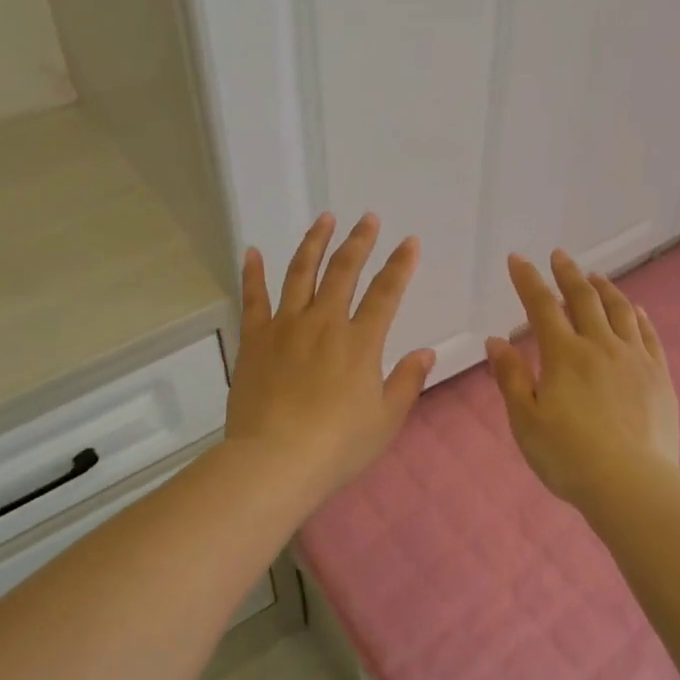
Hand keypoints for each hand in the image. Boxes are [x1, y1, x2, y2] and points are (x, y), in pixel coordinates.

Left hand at [225, 213, 434, 499]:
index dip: (400, 265)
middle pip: (344, 271)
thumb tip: (426, 351)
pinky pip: (253, 298)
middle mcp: (324, 322)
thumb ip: (407, 382)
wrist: (274, 461)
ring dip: (315, 243)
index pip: (386, 292)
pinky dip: (253, 272)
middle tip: (368, 218)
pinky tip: (252, 251)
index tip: (409, 242)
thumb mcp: (385, 419)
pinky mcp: (255, 338)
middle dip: (360, 241)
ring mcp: (286, 326)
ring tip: (325, 219)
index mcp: (360, 341)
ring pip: (301, 272)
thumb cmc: (337, 446)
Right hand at [486, 250, 679, 508]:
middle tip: (559, 255)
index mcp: (564, 355)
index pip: (542, 306)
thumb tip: (496, 341)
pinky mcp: (659, 377)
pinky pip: (649, 336)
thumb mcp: (525, 421)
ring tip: (595, 275)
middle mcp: (600, 346)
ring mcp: (634, 359)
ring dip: (605, 288)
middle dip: (568, 273)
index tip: (517, 259)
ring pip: (620, 311)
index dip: (528, 280)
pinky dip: (639, 317)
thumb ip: (511, 378)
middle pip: (584, 299)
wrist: (633, 486)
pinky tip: (636, 310)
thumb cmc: (569, 456)